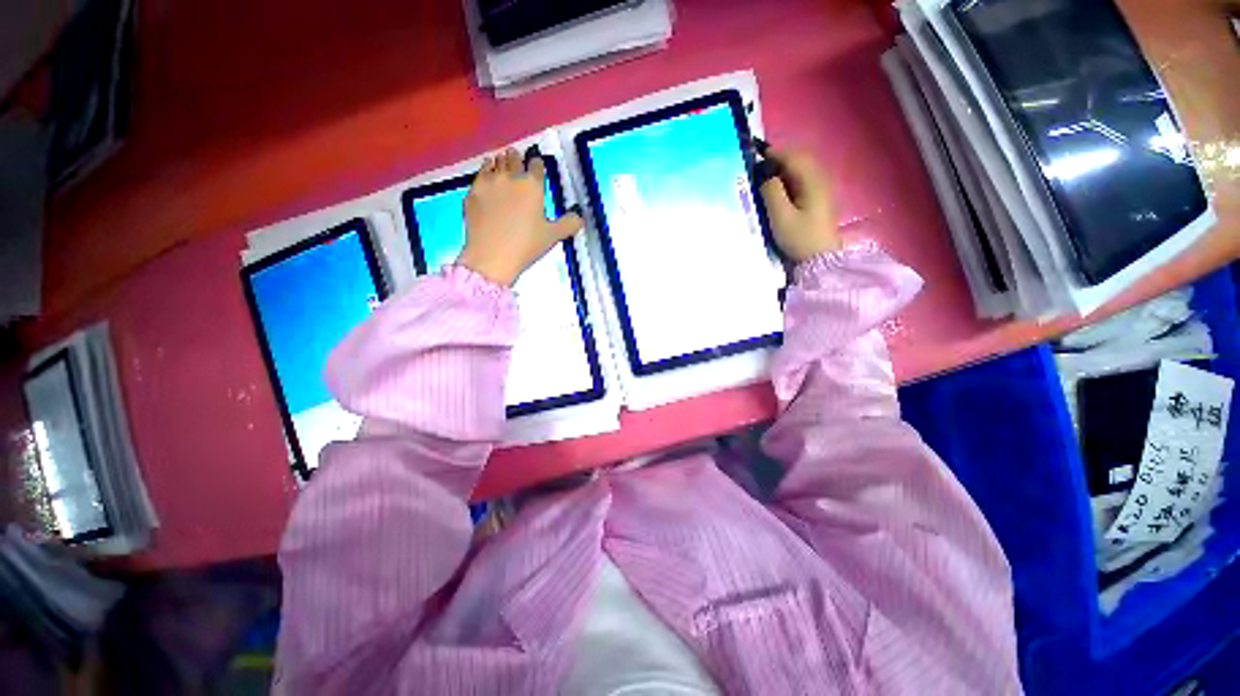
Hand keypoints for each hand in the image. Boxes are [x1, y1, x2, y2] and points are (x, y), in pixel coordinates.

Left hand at [457, 147, 583, 285]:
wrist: (491, 256)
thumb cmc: (526, 245)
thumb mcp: (553, 236)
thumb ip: (569, 224)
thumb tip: (579, 217)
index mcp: (532, 186)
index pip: (536, 164)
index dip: (537, 164)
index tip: (537, 166)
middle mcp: (510, 177)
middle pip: (513, 158)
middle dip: (517, 158)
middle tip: (517, 159)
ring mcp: (488, 183)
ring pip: (494, 162)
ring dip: (500, 162)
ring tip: (502, 165)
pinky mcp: (472, 192)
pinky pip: (479, 175)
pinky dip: (485, 173)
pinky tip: (487, 179)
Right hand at [758, 149, 840, 262]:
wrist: (819, 259)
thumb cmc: (799, 238)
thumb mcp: (781, 217)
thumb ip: (771, 191)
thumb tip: (764, 173)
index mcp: (811, 179)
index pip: (791, 156)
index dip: (771, 154)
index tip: (753, 158)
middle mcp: (819, 177)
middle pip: (798, 158)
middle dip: (777, 159)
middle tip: (757, 169)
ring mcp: (821, 187)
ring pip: (800, 167)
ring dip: (782, 168)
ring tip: (764, 178)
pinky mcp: (818, 197)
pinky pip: (802, 178)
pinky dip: (789, 177)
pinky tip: (778, 189)